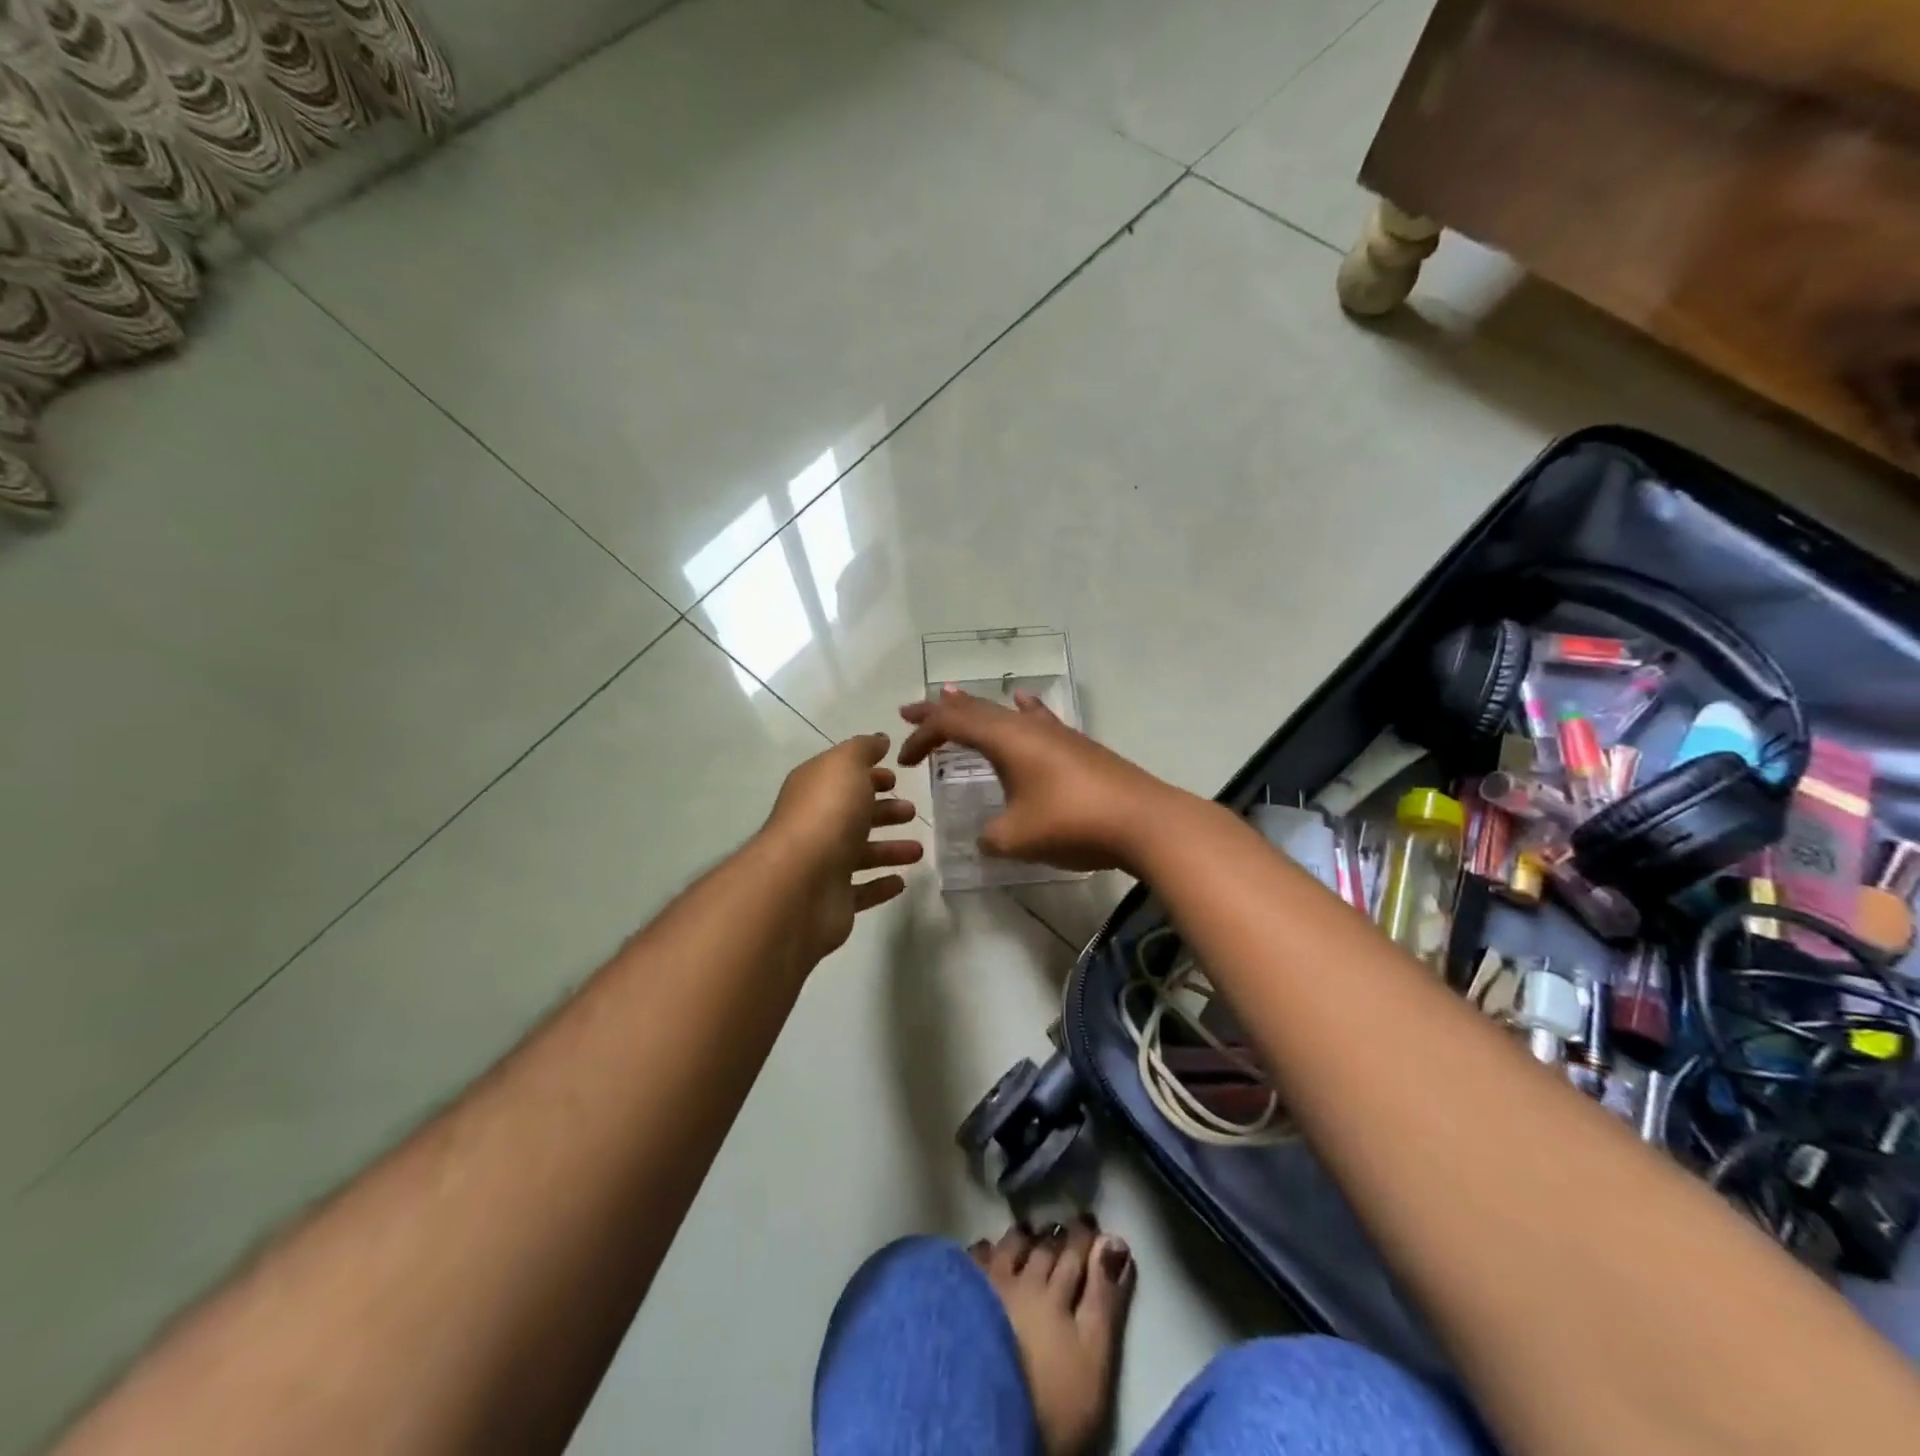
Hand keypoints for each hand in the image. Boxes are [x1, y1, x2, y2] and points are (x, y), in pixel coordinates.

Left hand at [761, 733, 924, 960]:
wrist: (800, 883)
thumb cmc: (827, 814)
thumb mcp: (845, 765)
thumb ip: (863, 749)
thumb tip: (879, 740)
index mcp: (814, 791)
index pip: (842, 778)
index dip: (868, 776)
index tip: (895, 778)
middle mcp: (815, 825)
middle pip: (853, 815)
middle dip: (883, 811)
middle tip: (912, 811)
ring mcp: (822, 865)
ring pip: (860, 853)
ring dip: (889, 849)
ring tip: (917, 850)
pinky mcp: (833, 901)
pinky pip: (861, 891)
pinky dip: (880, 885)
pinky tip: (901, 881)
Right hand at [897, 688, 1184, 874]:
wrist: (1142, 822)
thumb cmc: (1071, 823)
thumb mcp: (1015, 838)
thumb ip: (989, 836)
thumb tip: (986, 836)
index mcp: (1005, 740)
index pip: (951, 725)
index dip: (922, 737)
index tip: (903, 760)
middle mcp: (1028, 727)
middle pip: (974, 709)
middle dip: (939, 712)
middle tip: (909, 712)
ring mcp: (1056, 734)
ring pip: (1004, 712)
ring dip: (975, 710)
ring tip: (953, 700)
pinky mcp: (1077, 747)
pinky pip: (1038, 719)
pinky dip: (1020, 712)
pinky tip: (1022, 702)